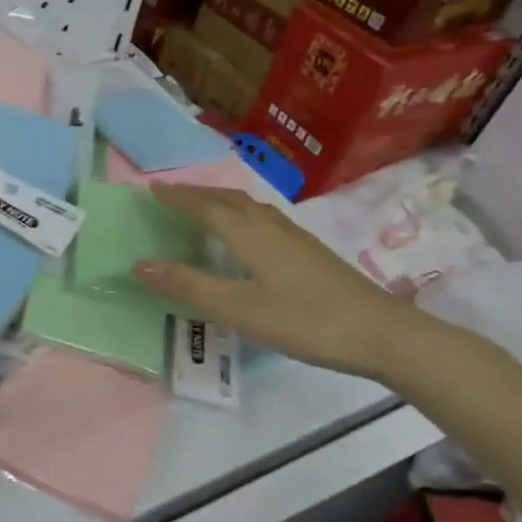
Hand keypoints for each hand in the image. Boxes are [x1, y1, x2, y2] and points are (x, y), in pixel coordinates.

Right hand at [132, 185, 426, 379]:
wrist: (383, 333)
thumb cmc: (305, 320)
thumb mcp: (238, 308)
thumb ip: (188, 286)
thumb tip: (138, 263)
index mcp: (250, 235)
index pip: (206, 208)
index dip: (178, 198)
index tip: (152, 188)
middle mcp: (271, 227)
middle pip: (229, 200)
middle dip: (197, 194)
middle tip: (171, 193)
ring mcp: (296, 238)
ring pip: (250, 207)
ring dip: (221, 201)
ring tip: (203, 205)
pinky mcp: (311, 253)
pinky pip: (265, 219)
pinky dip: (243, 214)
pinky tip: (249, 233)